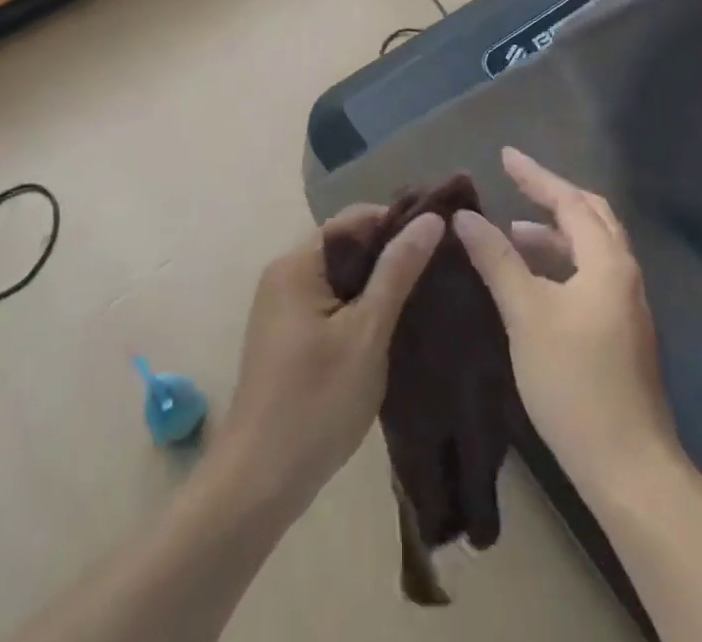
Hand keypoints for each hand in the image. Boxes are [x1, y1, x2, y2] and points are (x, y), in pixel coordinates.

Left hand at [216, 205, 443, 517]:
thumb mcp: (367, 333)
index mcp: (298, 263)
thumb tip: (431, 218)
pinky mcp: (288, 334)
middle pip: (348, 244)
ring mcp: (283, 305)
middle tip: (440, 267)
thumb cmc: (316, 402)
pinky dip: (361, 304)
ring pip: (342, 275)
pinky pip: (331, 300)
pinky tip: (393, 322)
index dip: (399, 222)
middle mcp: (285, 273)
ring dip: (378, 281)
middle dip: (391, 253)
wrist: (258, 483)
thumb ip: (397, 271)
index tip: (442, 237)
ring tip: (425, 291)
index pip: (356, 218)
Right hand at [454, 148, 678, 490]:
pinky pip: (590, 275)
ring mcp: (627, 305)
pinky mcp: (621, 332)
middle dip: (553, 196)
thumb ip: (497, 260)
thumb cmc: (574, 381)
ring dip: (556, 233)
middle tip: (518, 184)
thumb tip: (465, 216)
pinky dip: (562, 263)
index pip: (570, 201)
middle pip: (591, 216)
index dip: (536, 176)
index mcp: (608, 261)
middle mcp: (624, 274)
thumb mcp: (527, 314)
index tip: (505, 155)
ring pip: (591, 249)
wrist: (628, 467)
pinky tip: (535, 282)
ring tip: (515, 234)